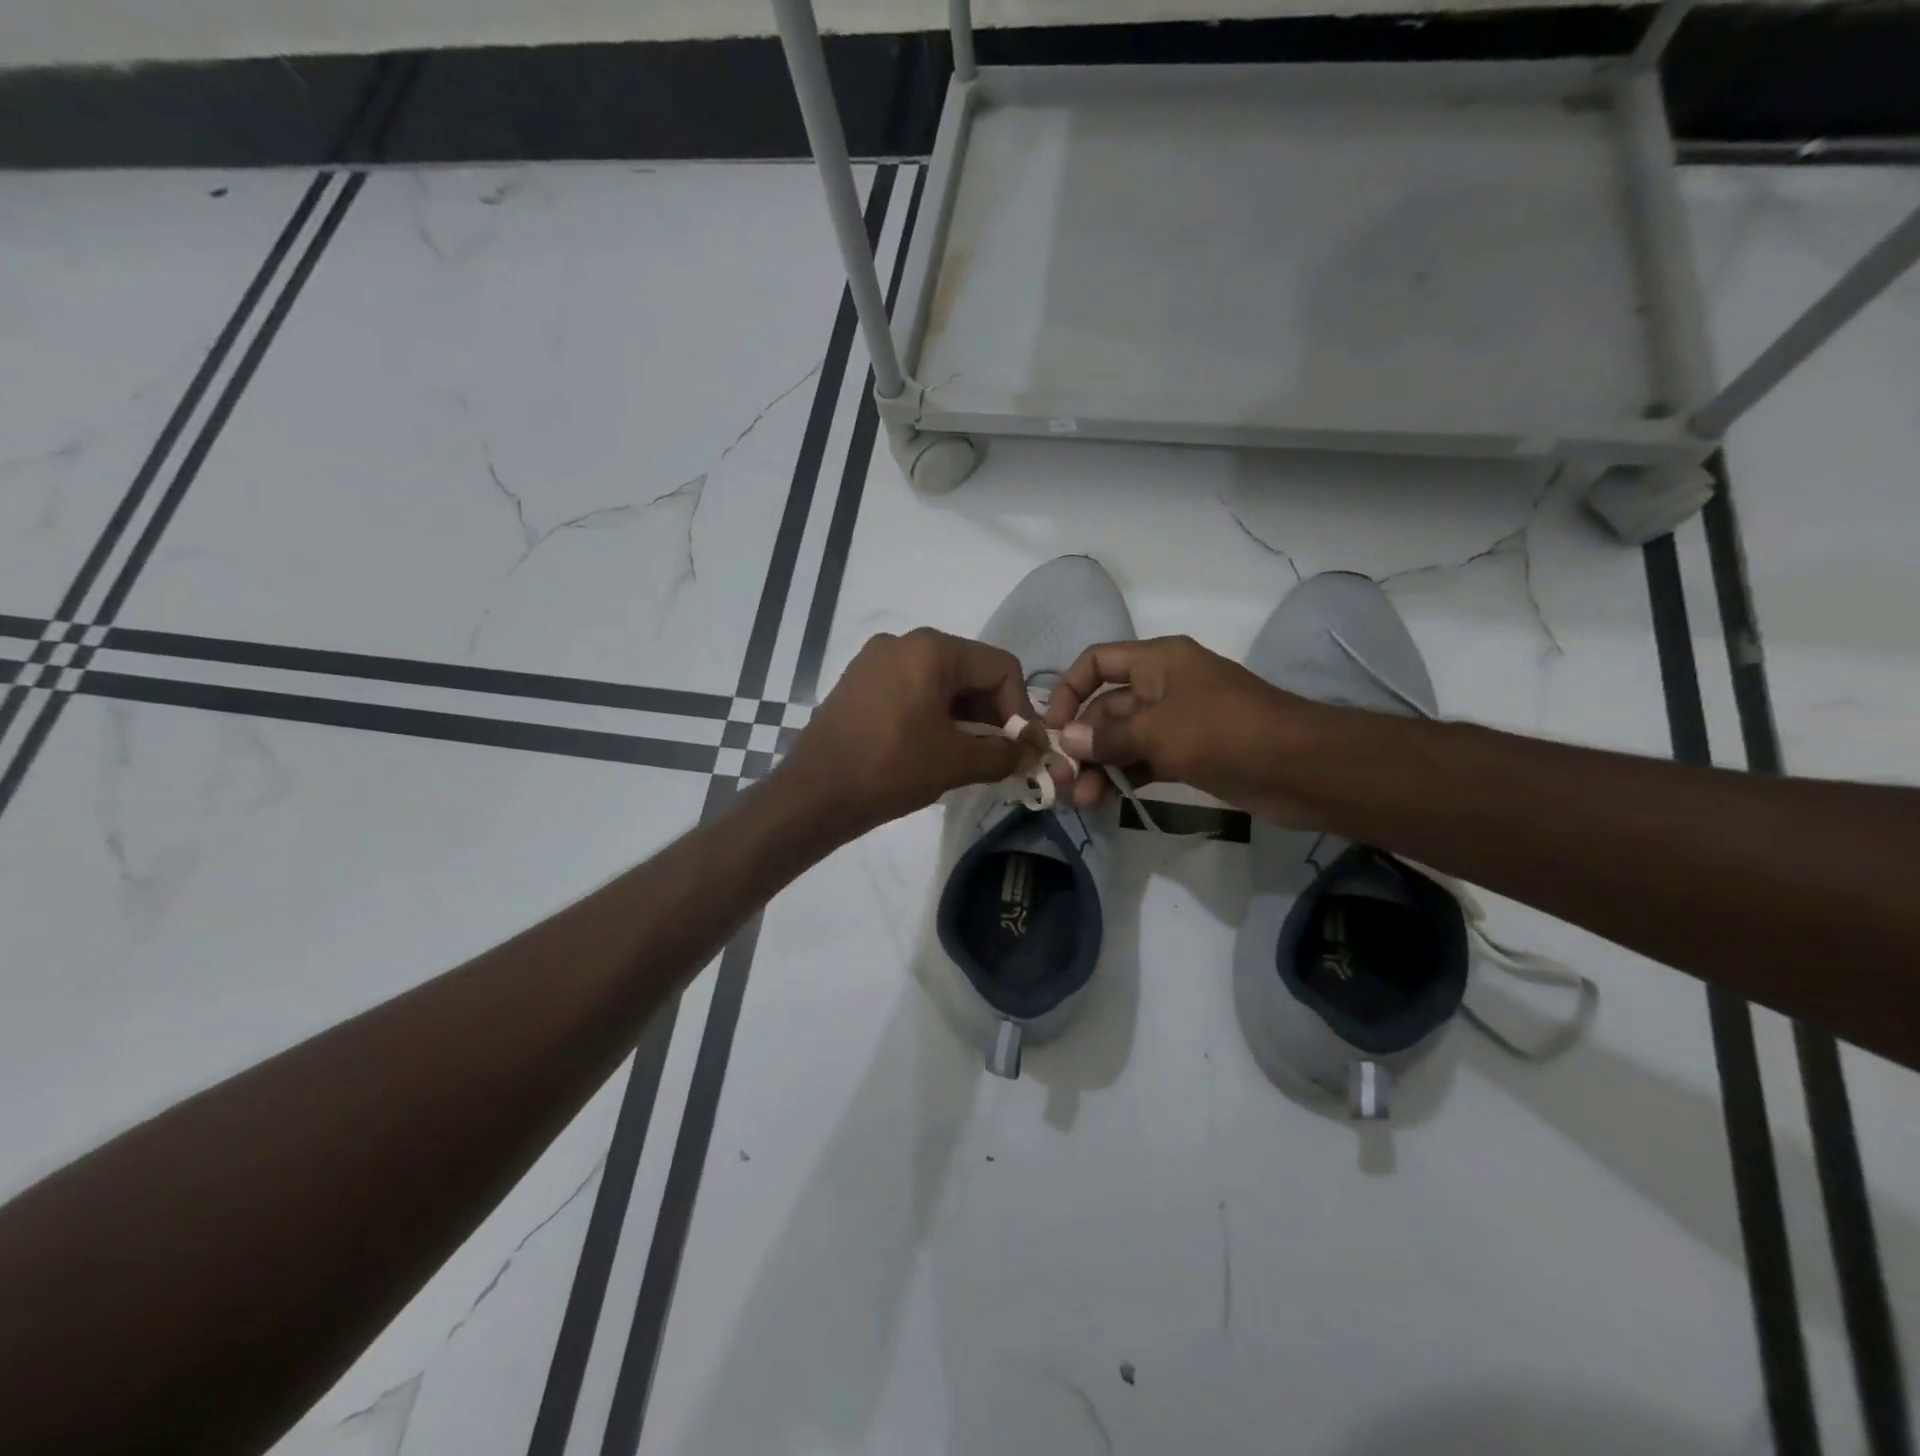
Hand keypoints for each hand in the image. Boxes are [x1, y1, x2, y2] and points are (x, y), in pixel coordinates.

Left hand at [777, 628, 1048, 837]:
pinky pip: (912, 688)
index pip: (1000, 667)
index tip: (1023, 748)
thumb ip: (1003, 754)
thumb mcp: (956, 762)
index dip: (1020, 708)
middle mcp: (904, 642)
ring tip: (972, 756)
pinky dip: (934, 714)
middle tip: (1002, 754)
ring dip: (965, 716)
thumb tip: (1032, 754)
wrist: (813, 794)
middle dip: (993, 713)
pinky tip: (936, 747)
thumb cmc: (890, 769)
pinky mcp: (859, 682)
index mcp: (932, 649)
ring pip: (940, 681)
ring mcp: (876, 660)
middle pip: (970, 670)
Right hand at [1042, 635, 1330, 822]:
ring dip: (1100, 766)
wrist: (1300, 768)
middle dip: (1082, 742)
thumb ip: (1107, 737)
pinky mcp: (1190, 755)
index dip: (1070, 690)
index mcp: (1157, 661)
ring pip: (1124, 739)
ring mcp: (1178, 722)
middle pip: (1106, 707)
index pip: (1097, 662)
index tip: (1052, 728)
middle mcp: (1163, 685)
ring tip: (1082, 800)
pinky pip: (1144, 761)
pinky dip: (1124, 777)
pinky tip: (1106, 800)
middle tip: (1063, 781)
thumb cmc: (1224, 732)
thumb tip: (1064, 741)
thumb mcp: (1158, 731)